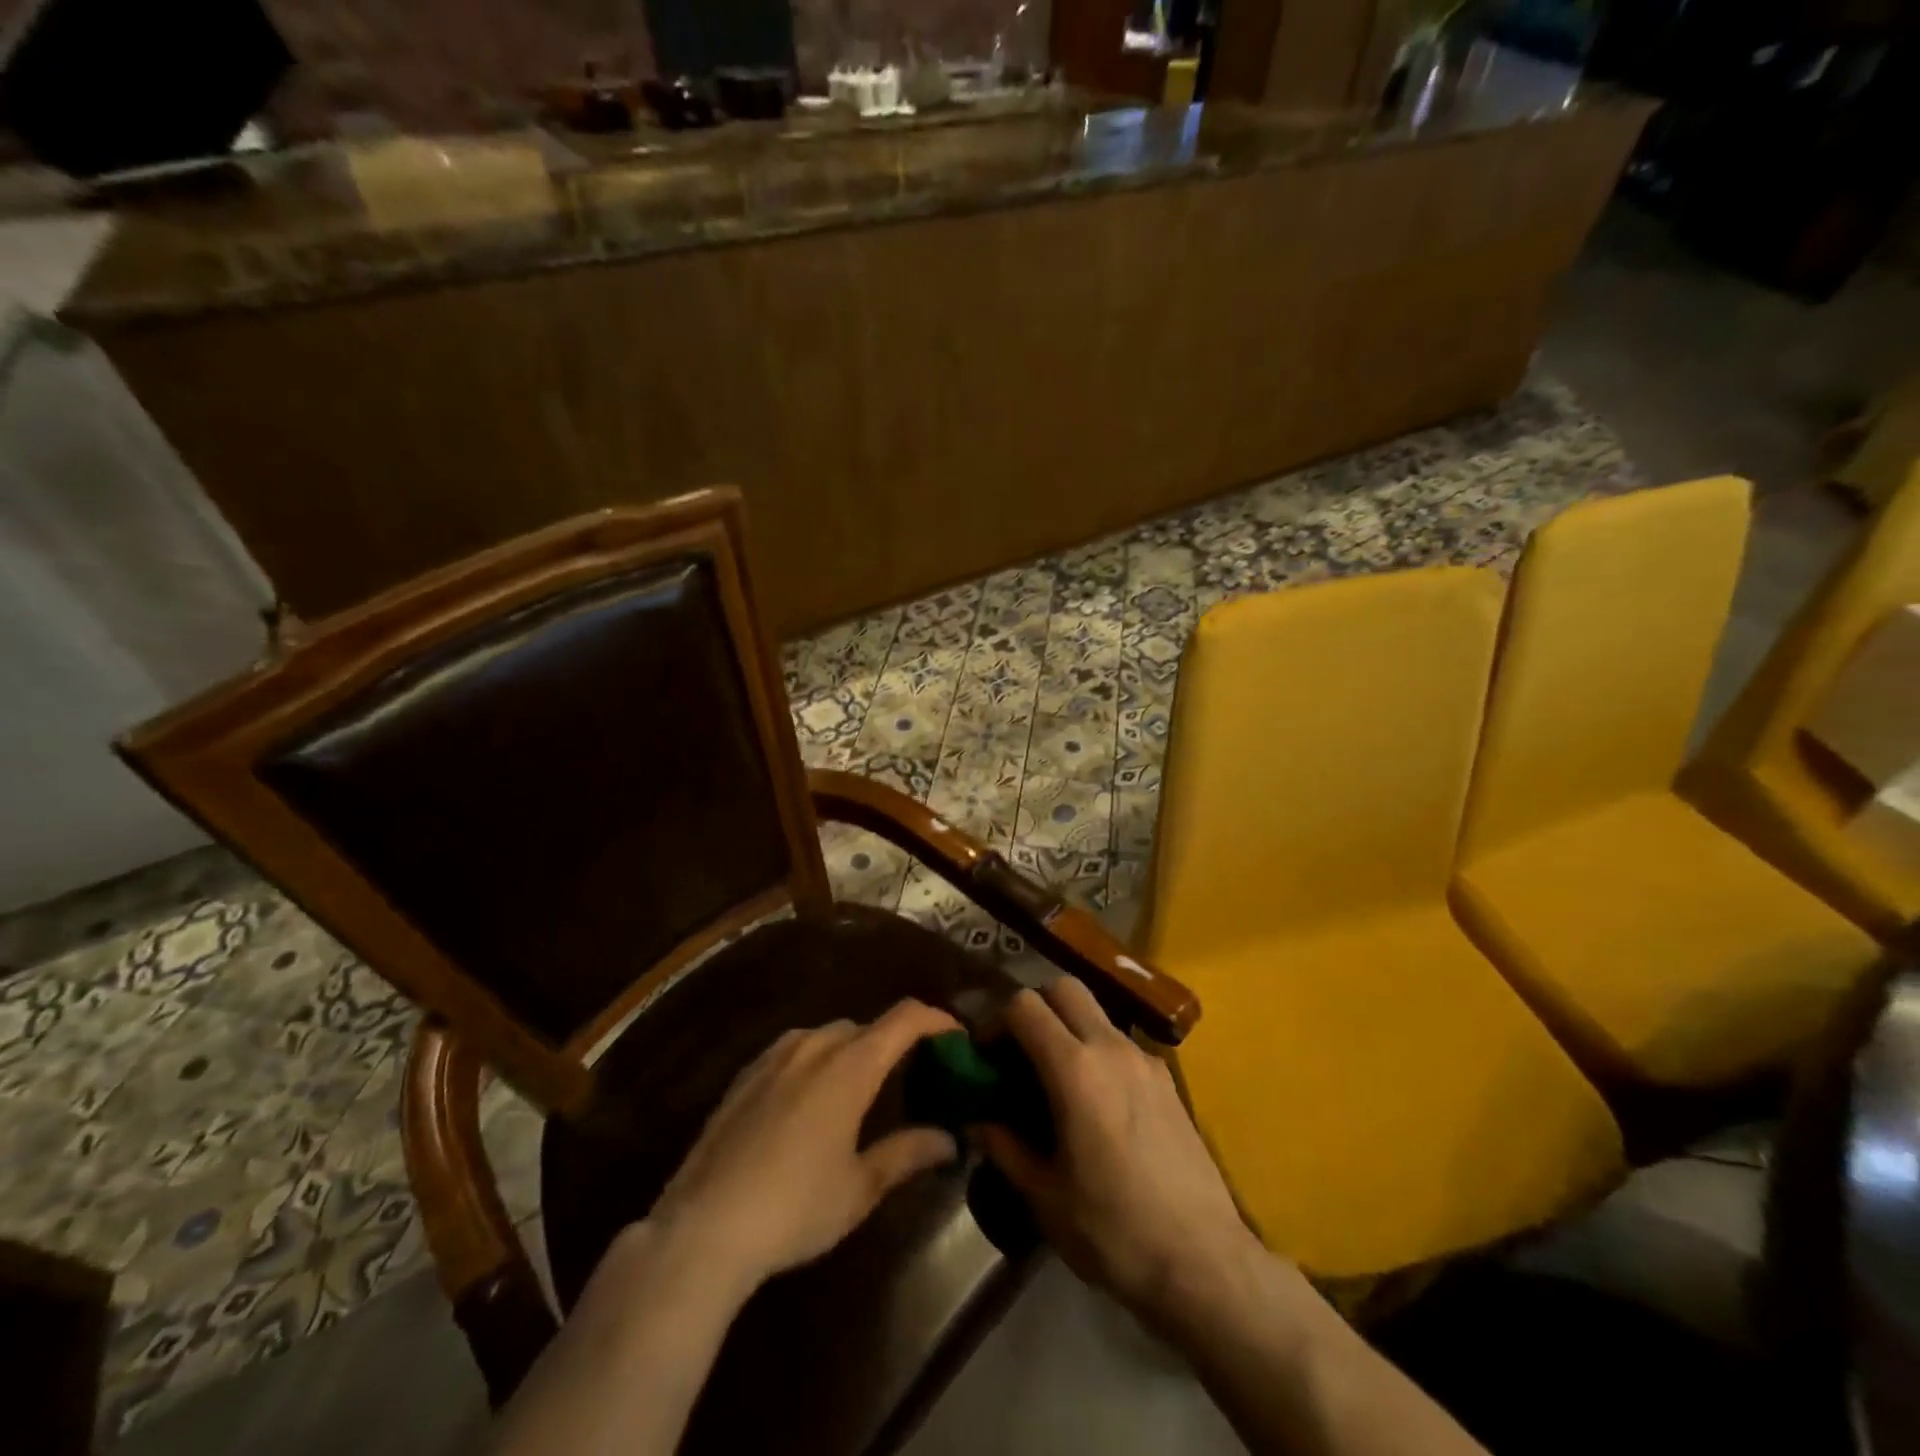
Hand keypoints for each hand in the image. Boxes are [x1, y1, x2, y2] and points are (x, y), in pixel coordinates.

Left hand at [649, 998, 961, 1292]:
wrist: (702, 1228)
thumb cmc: (794, 1208)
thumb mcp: (860, 1188)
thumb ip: (906, 1153)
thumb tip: (949, 1139)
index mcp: (850, 1066)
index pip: (905, 1018)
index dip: (936, 1020)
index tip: (957, 1039)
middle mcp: (814, 1046)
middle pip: (866, 1027)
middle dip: (892, 1044)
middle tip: (909, 1080)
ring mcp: (774, 1057)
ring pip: (826, 1036)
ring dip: (851, 1051)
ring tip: (858, 1092)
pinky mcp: (744, 1075)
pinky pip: (792, 1051)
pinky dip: (815, 1061)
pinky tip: (807, 1102)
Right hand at [977, 980, 1260, 1323]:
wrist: (1205, 1262)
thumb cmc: (1114, 1231)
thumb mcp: (1045, 1197)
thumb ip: (1005, 1148)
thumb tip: (980, 1121)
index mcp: (1075, 1068)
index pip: (1025, 1005)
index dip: (997, 1022)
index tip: (987, 1056)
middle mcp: (1111, 1047)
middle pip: (1065, 988)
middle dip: (1036, 1007)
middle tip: (1020, 1052)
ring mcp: (1145, 1059)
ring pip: (1096, 1013)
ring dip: (1069, 1028)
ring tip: (1057, 1080)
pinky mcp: (1168, 1079)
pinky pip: (1122, 1043)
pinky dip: (1098, 1052)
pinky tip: (1098, 1104)